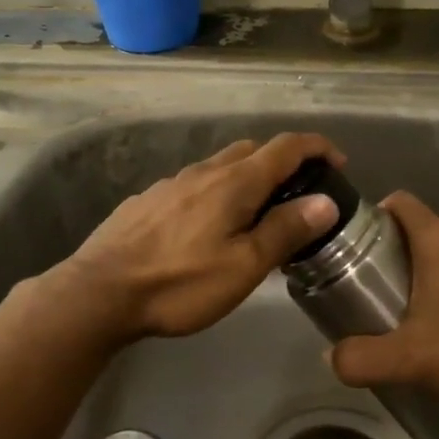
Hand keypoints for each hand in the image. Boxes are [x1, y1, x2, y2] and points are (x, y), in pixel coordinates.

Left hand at [54, 132, 343, 342]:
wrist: (100, 292)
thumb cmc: (180, 283)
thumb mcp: (243, 266)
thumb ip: (285, 230)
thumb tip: (325, 201)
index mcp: (235, 182)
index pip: (286, 147)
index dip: (317, 148)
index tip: (338, 162)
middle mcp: (204, 171)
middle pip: (253, 150)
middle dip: (283, 162)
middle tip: (299, 195)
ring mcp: (171, 183)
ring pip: (220, 167)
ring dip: (247, 178)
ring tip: (255, 215)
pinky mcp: (148, 200)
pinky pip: (194, 185)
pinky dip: (216, 193)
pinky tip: (207, 227)